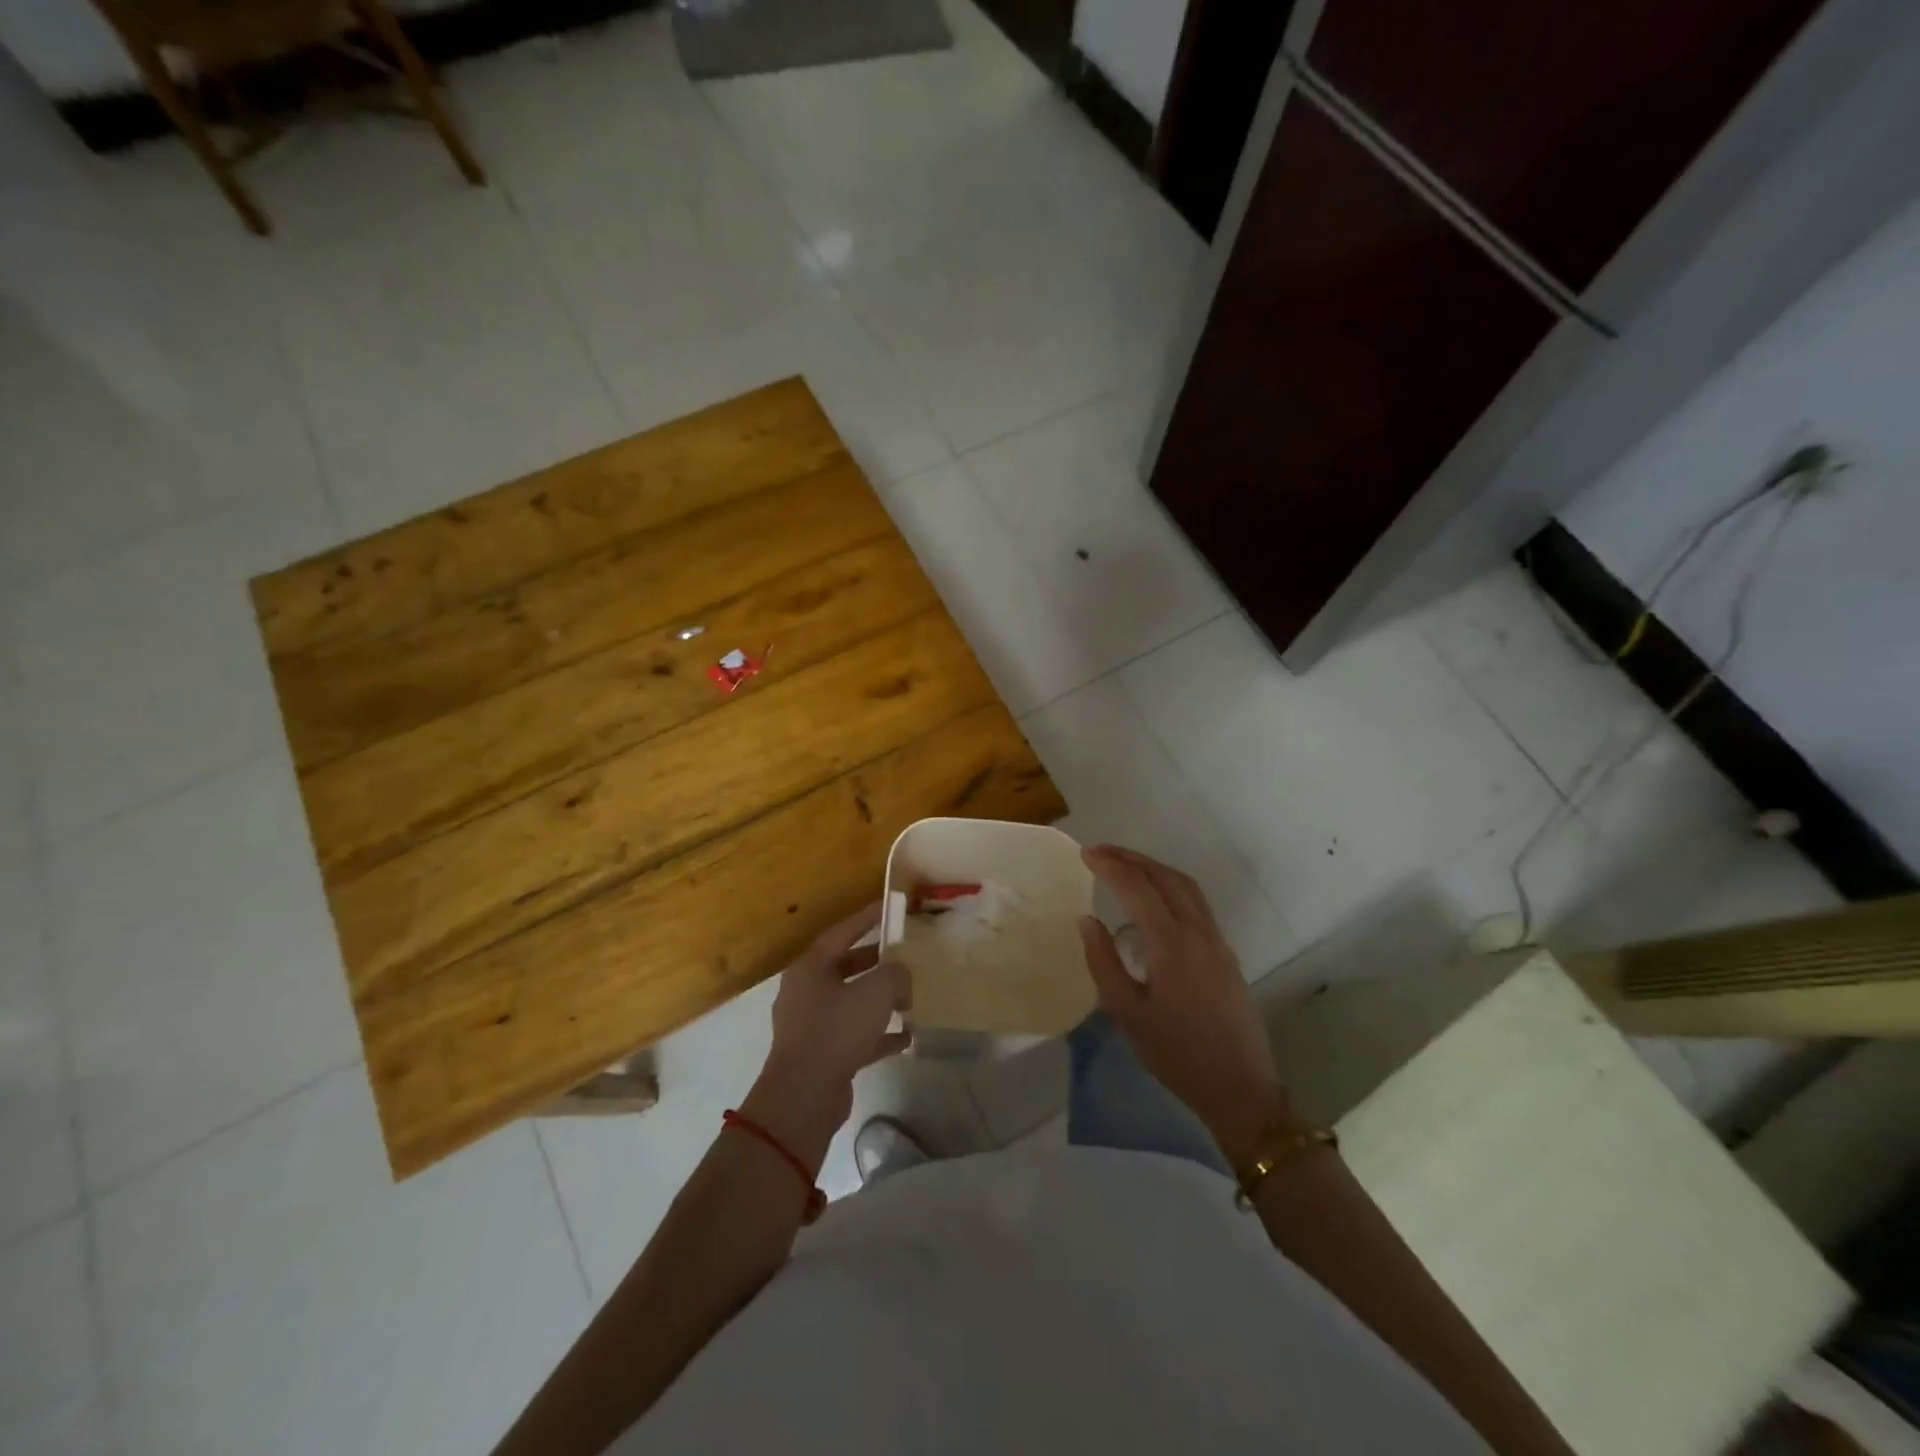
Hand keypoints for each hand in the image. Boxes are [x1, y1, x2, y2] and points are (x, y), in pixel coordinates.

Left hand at [744, 902, 911, 1170]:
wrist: (804, 1097)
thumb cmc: (836, 1031)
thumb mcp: (875, 993)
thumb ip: (895, 974)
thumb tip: (901, 975)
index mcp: (811, 966)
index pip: (843, 931)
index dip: (869, 917)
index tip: (891, 907)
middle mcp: (807, 990)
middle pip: (846, 965)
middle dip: (877, 960)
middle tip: (906, 952)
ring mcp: (812, 1023)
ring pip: (851, 1000)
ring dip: (880, 998)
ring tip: (911, 995)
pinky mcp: (822, 1053)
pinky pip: (855, 1034)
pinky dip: (879, 1033)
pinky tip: (907, 1035)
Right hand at [1078, 845, 1290, 1168]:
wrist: (1240, 1088)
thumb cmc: (1176, 1054)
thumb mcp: (1127, 1013)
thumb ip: (1103, 962)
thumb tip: (1088, 920)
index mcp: (1171, 943)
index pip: (1137, 888)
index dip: (1110, 866)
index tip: (1085, 854)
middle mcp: (1198, 931)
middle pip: (1164, 877)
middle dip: (1131, 858)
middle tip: (1100, 851)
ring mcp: (1216, 940)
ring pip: (1185, 885)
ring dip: (1153, 867)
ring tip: (1124, 864)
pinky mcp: (1225, 953)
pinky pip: (1196, 901)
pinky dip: (1170, 884)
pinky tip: (1154, 896)